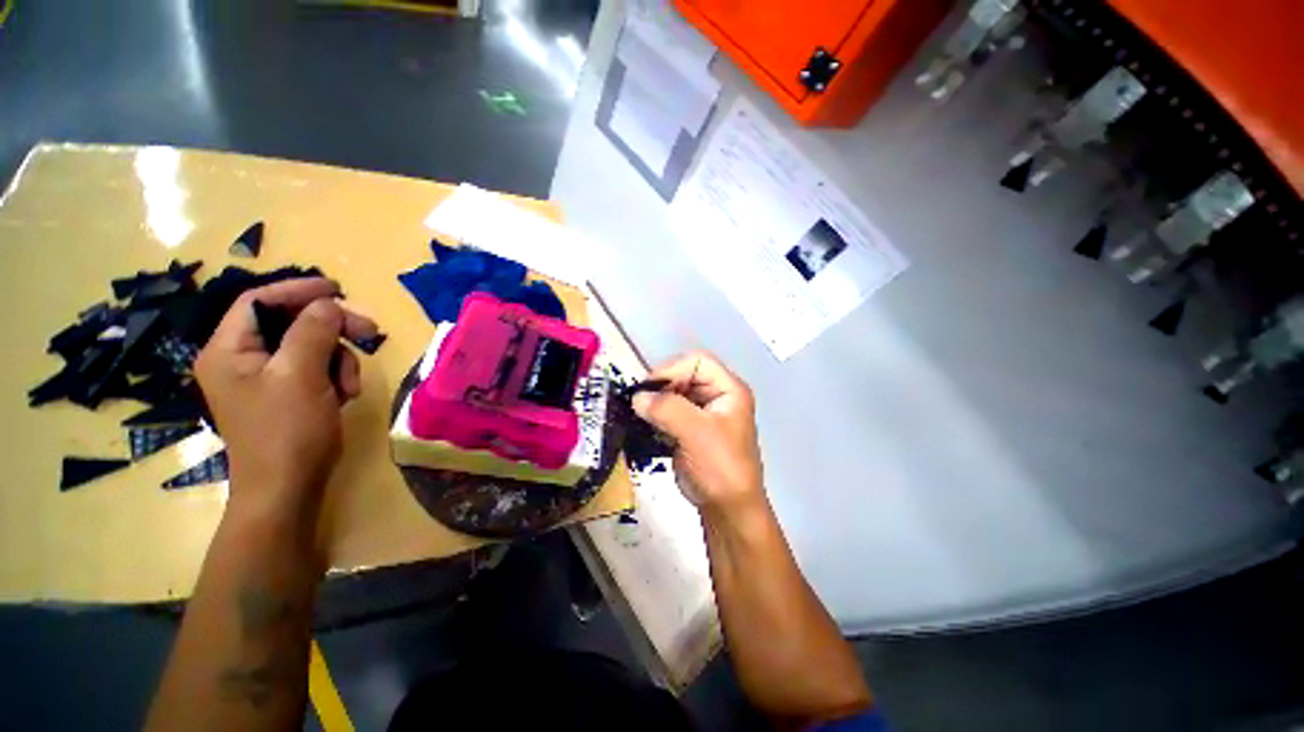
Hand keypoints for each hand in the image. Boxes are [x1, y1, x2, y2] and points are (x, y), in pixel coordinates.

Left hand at [195, 278, 377, 521]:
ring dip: (339, 359)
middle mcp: (241, 360)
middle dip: (331, 327)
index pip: (260, 302)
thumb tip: (328, 303)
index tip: (339, 289)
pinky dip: (336, 376)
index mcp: (229, 350)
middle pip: (290, 323)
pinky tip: (345, 395)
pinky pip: (316, 368)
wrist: (288, 488)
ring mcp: (264, 379)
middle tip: (370, 332)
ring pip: (310, 346)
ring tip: (350, 386)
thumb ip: (313, 331)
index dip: (299, 290)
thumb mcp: (301, 376)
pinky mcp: (285, 394)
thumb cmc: (287, 431)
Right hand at [633, 352, 764, 513]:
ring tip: (639, 414)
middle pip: (683, 375)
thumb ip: (667, 409)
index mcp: (728, 389)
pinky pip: (668, 412)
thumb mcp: (696, 433)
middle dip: (661, 386)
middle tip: (640, 402)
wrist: (727, 509)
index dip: (672, 369)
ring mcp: (702, 413)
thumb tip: (637, 397)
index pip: (698, 362)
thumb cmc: (720, 466)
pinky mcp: (689, 429)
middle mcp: (716, 395)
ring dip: (655, 401)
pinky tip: (644, 424)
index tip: (648, 388)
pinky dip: (654, 415)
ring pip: (673, 394)